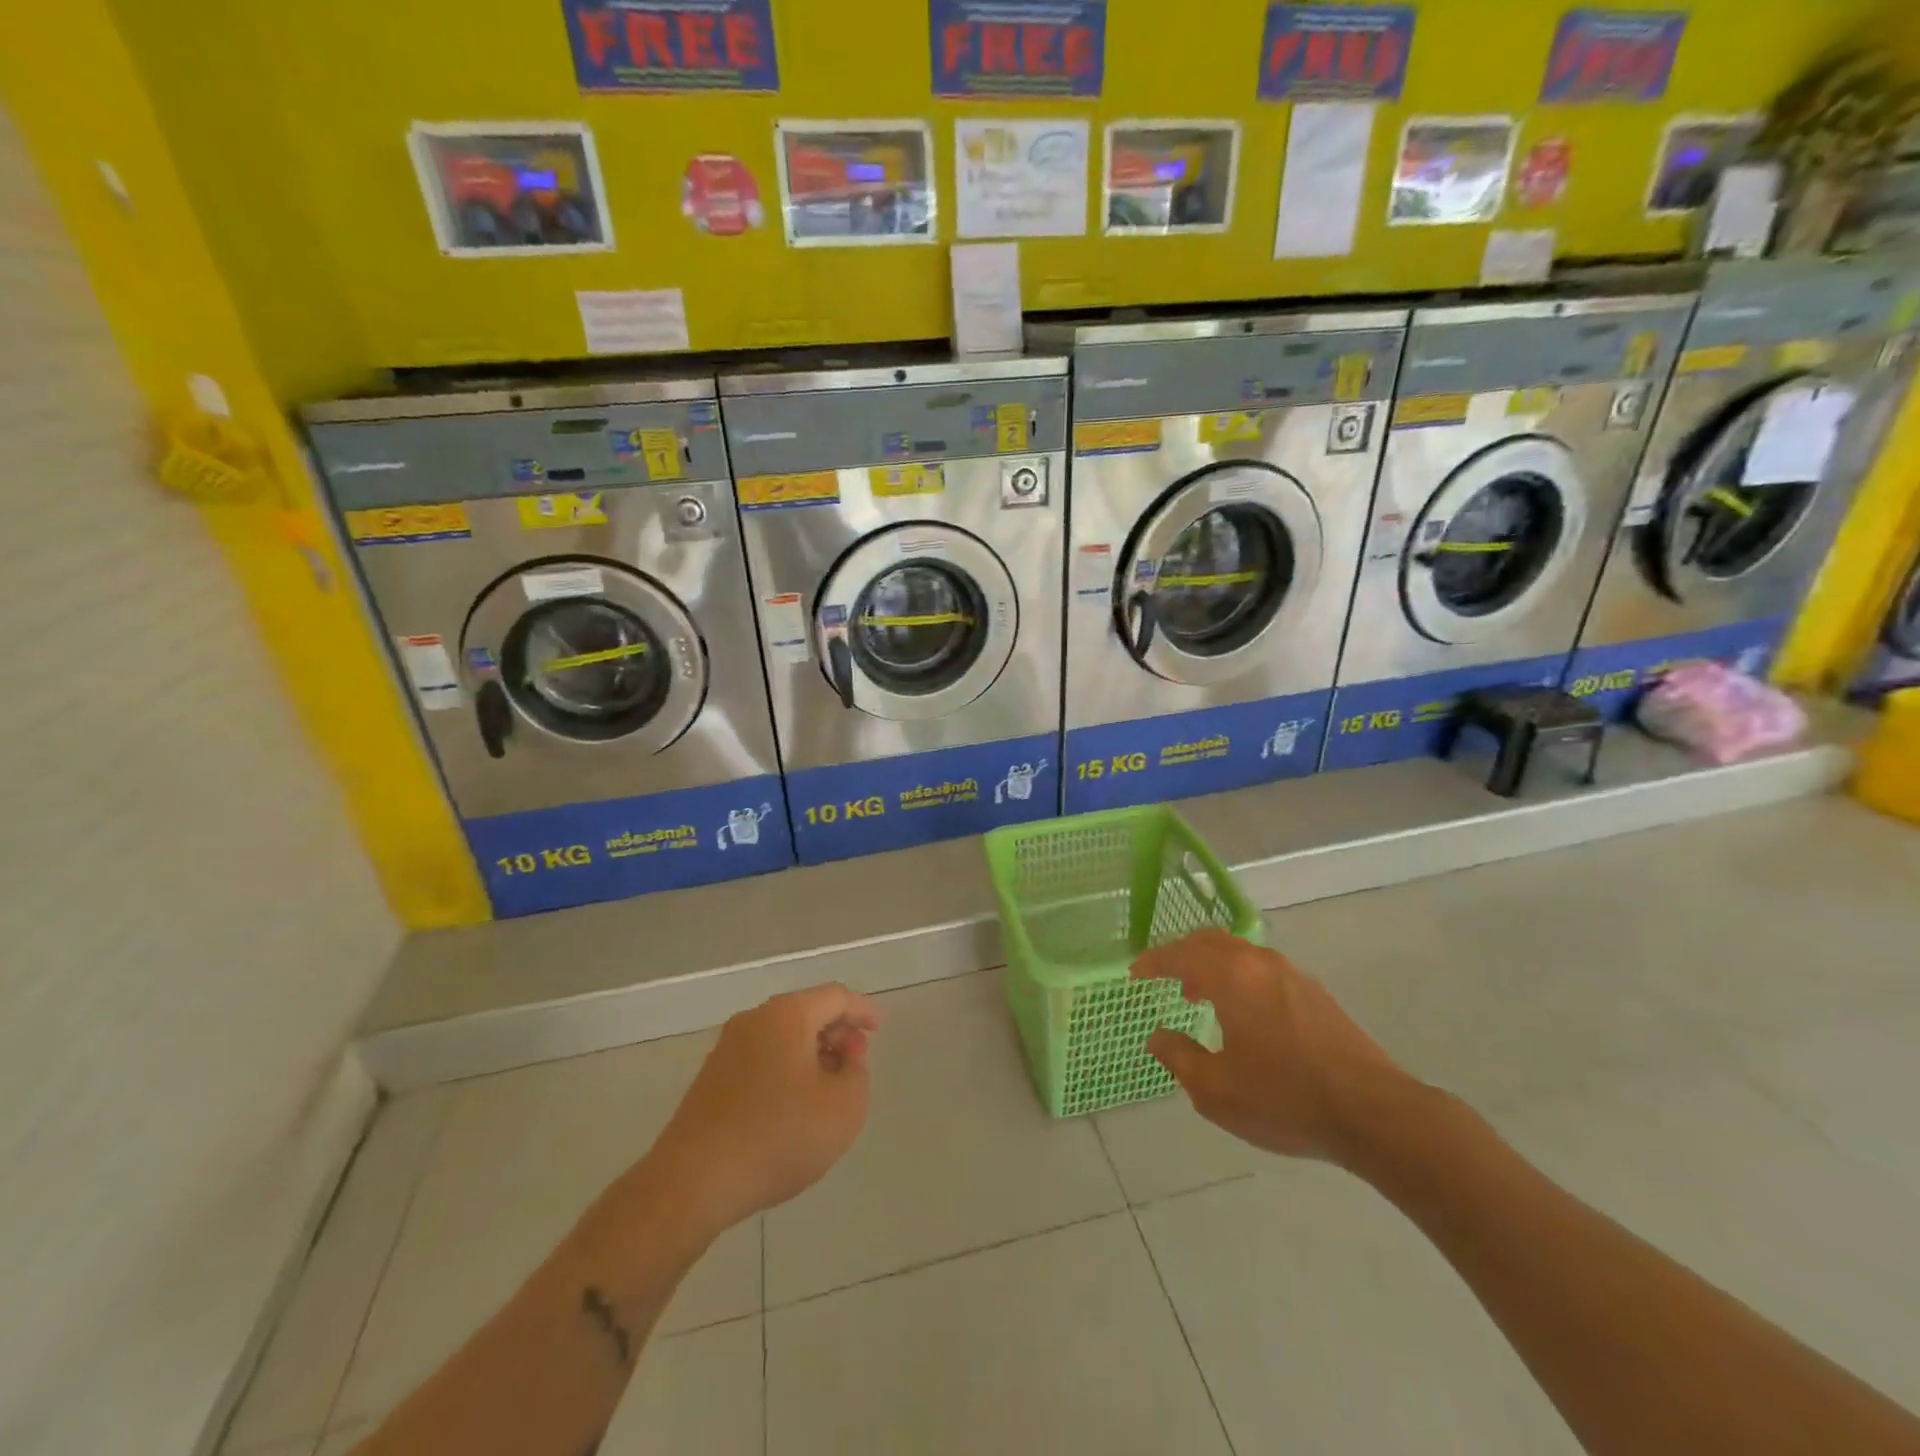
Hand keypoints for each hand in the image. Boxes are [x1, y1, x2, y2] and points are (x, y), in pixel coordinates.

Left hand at [642, 983, 879, 1239]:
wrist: (693, 1182)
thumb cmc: (778, 1136)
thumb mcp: (843, 1108)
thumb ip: (857, 1073)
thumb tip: (847, 1056)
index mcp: (787, 1015)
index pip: (835, 997)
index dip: (862, 1010)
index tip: (878, 1029)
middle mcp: (755, 1019)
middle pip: (806, 1011)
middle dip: (836, 1031)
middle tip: (856, 1060)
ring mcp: (727, 1048)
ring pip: (782, 1036)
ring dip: (811, 1052)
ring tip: (829, 1086)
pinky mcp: (711, 1078)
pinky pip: (761, 1058)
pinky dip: (786, 1068)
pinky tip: (794, 1104)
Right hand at [1132, 929, 1415, 1166]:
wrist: (1375, 1114)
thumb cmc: (1285, 1099)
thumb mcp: (1216, 1090)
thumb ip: (1179, 1058)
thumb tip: (1158, 1036)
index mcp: (1231, 977)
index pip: (1180, 955)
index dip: (1153, 962)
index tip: (1135, 974)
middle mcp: (1260, 963)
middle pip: (1211, 941)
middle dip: (1182, 955)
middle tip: (1165, 977)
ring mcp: (1293, 975)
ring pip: (1240, 952)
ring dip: (1213, 965)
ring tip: (1200, 996)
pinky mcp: (1317, 994)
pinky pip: (1263, 969)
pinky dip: (1240, 977)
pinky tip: (1244, 1014)